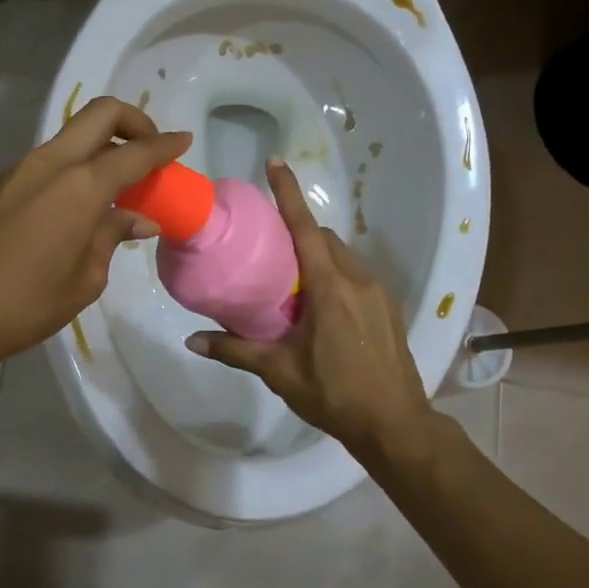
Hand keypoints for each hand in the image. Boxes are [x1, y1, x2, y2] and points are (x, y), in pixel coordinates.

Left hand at [0, 96, 190, 368]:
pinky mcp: (4, 183)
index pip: (134, 153)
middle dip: (133, 122)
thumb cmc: (26, 302)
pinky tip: (82, 202)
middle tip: (150, 150)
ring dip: (102, 144)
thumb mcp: (85, 278)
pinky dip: (78, 164)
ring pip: (73, 134)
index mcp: (80, 185)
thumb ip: (113, 237)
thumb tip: (138, 219)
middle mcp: (52, 162)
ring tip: (120, 182)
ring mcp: (22, 168)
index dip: (164, 146)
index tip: (184, 141)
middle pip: (100, 114)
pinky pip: (52, 158)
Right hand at [186, 159, 433, 457]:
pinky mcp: (387, 307)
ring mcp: (378, 292)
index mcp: (330, 288)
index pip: (305, 228)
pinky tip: (320, 304)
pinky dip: (334, 273)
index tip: (275, 162)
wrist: (395, 425)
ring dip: (317, 254)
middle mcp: (357, 279)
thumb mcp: (280, 372)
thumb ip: (236, 350)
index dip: (289, 194)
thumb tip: (192, 340)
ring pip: (342, 256)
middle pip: (324, 238)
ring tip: (291, 278)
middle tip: (269, 247)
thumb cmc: (335, 394)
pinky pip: (356, 274)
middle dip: (299, 231)